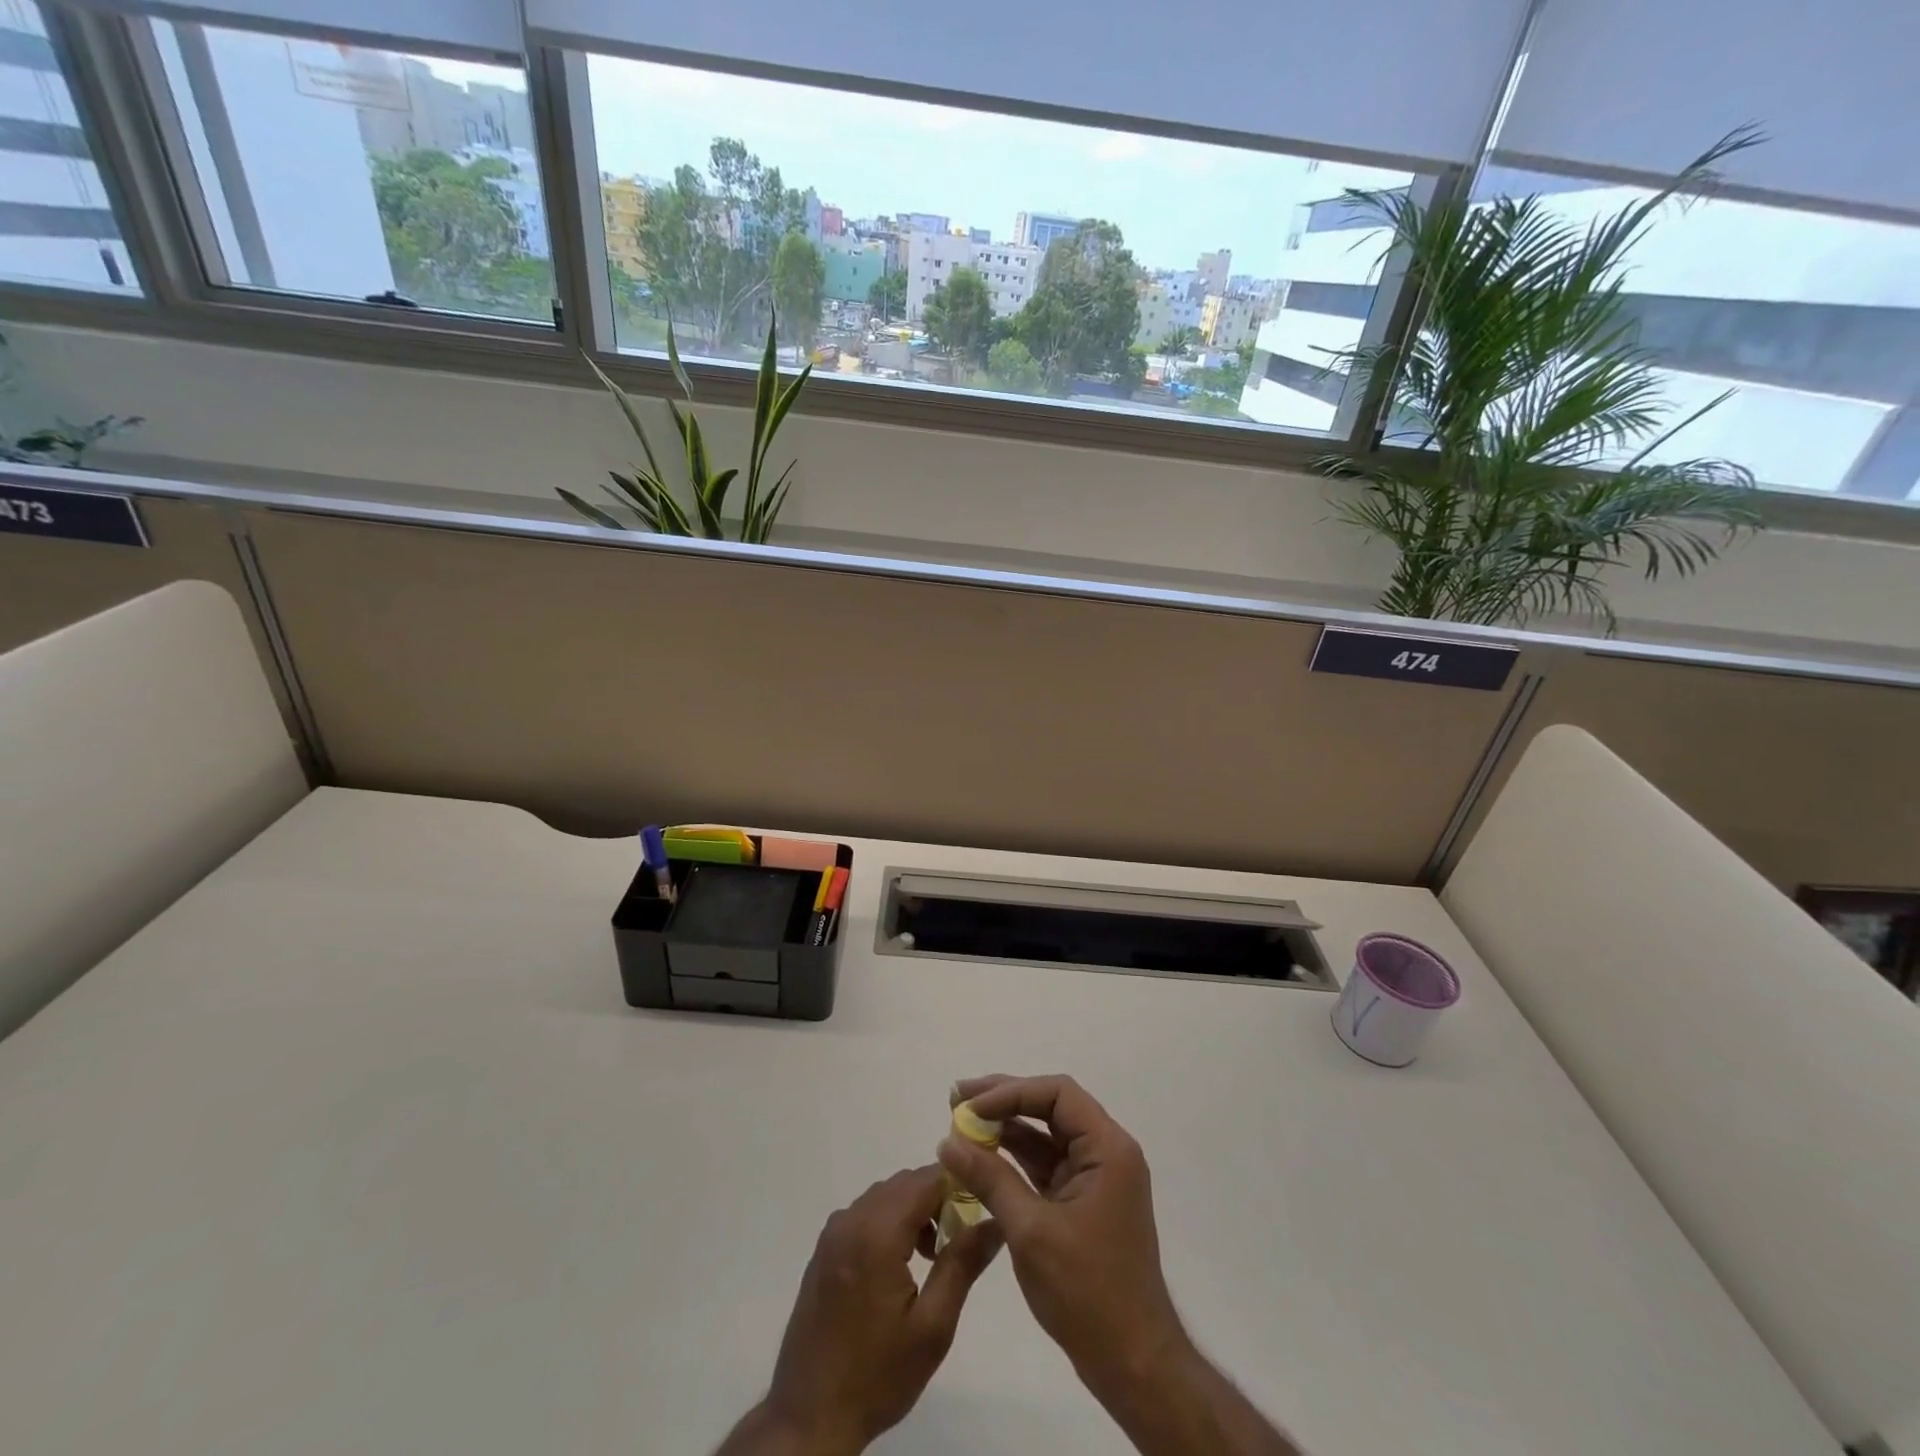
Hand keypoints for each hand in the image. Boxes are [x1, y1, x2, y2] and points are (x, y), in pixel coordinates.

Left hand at [721, 1165, 1003, 1455]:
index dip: (956, 1185)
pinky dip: (888, 1221)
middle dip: (935, 1199)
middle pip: (904, 1184)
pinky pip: (864, 1213)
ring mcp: (833, 1233)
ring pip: (884, 1196)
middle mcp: (851, 1219)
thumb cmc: (877, 1375)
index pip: (925, 1179)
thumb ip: (963, 1264)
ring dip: (912, 1210)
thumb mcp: (932, 1327)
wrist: (810, 1417)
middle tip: (955, 1240)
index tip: (977, 1209)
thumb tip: (995, 1222)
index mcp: (877, 1233)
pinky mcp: (824, 1249)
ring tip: (931, 1257)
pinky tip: (898, 1265)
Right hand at [936, 1074, 1188, 1401]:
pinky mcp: (1082, 1201)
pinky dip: (1013, 1159)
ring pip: (1045, 1135)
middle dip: (1004, 1101)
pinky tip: (980, 1157)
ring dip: (1005, 1128)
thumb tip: (948, 1142)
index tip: (971, 1106)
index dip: (1012, 1091)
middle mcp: (1106, 1152)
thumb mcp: (1031, 1231)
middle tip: (956, 1099)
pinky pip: (1044, 1164)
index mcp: (1108, 1148)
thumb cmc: (1087, 1292)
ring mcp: (1094, 1177)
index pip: (1058, 1093)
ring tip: (960, 1122)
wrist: (1133, 1363)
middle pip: (1050, 1107)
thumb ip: (990, 1179)